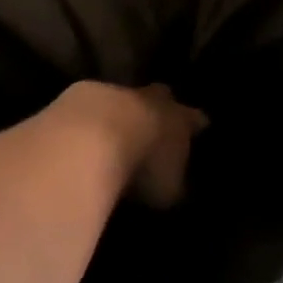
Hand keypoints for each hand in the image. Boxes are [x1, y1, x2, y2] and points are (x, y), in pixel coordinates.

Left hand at [56, 81, 208, 208]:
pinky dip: (90, 118)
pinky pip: (92, 105)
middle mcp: (152, 99)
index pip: (194, 119)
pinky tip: (83, 134)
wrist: (93, 137)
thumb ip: (175, 185)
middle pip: (161, 96)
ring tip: (115, 132)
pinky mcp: (81, 94)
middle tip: (158, 122)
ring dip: (122, 112)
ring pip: (125, 97)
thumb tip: (177, 187)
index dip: (196, 124)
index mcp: (179, 119)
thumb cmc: (142, 167)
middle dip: (161, 107)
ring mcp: (116, 92)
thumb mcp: (168, 190)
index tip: (201, 126)